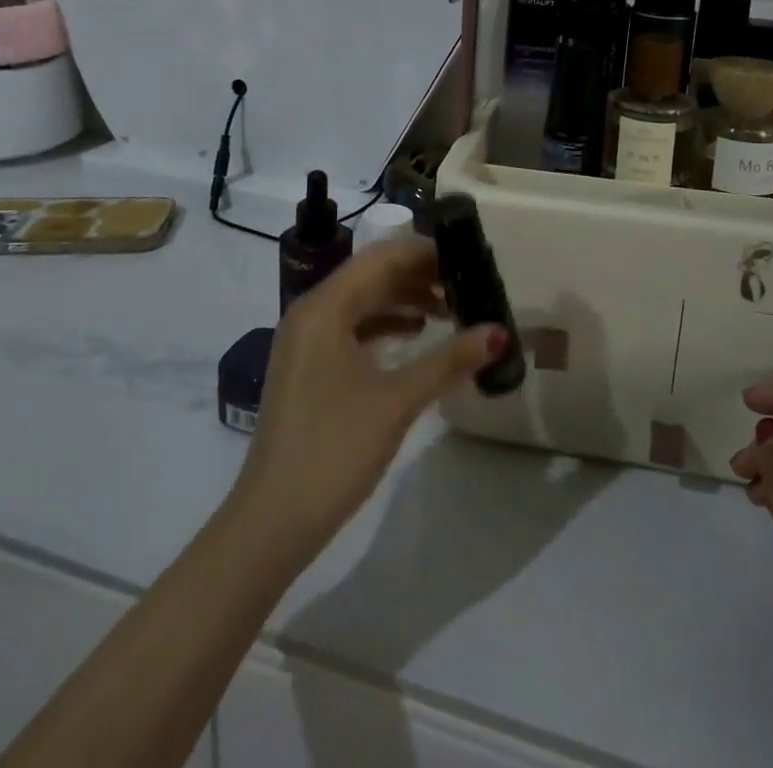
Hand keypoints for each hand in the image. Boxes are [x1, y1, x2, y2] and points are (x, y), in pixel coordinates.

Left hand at [231, 240, 504, 564]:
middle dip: (419, 276)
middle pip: (371, 275)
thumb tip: (498, 333)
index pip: (381, 257)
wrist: (274, 520)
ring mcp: (304, 340)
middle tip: (466, 283)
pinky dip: (385, 324)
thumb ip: (450, 359)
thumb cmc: (336, 448)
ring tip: (451, 310)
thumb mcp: (399, 400)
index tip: (466, 257)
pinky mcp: (307, 366)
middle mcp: (310, 312)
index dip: (425, 252)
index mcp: (325, 307)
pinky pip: (350, 327)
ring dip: (404, 300)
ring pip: (361, 301)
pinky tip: (416, 336)